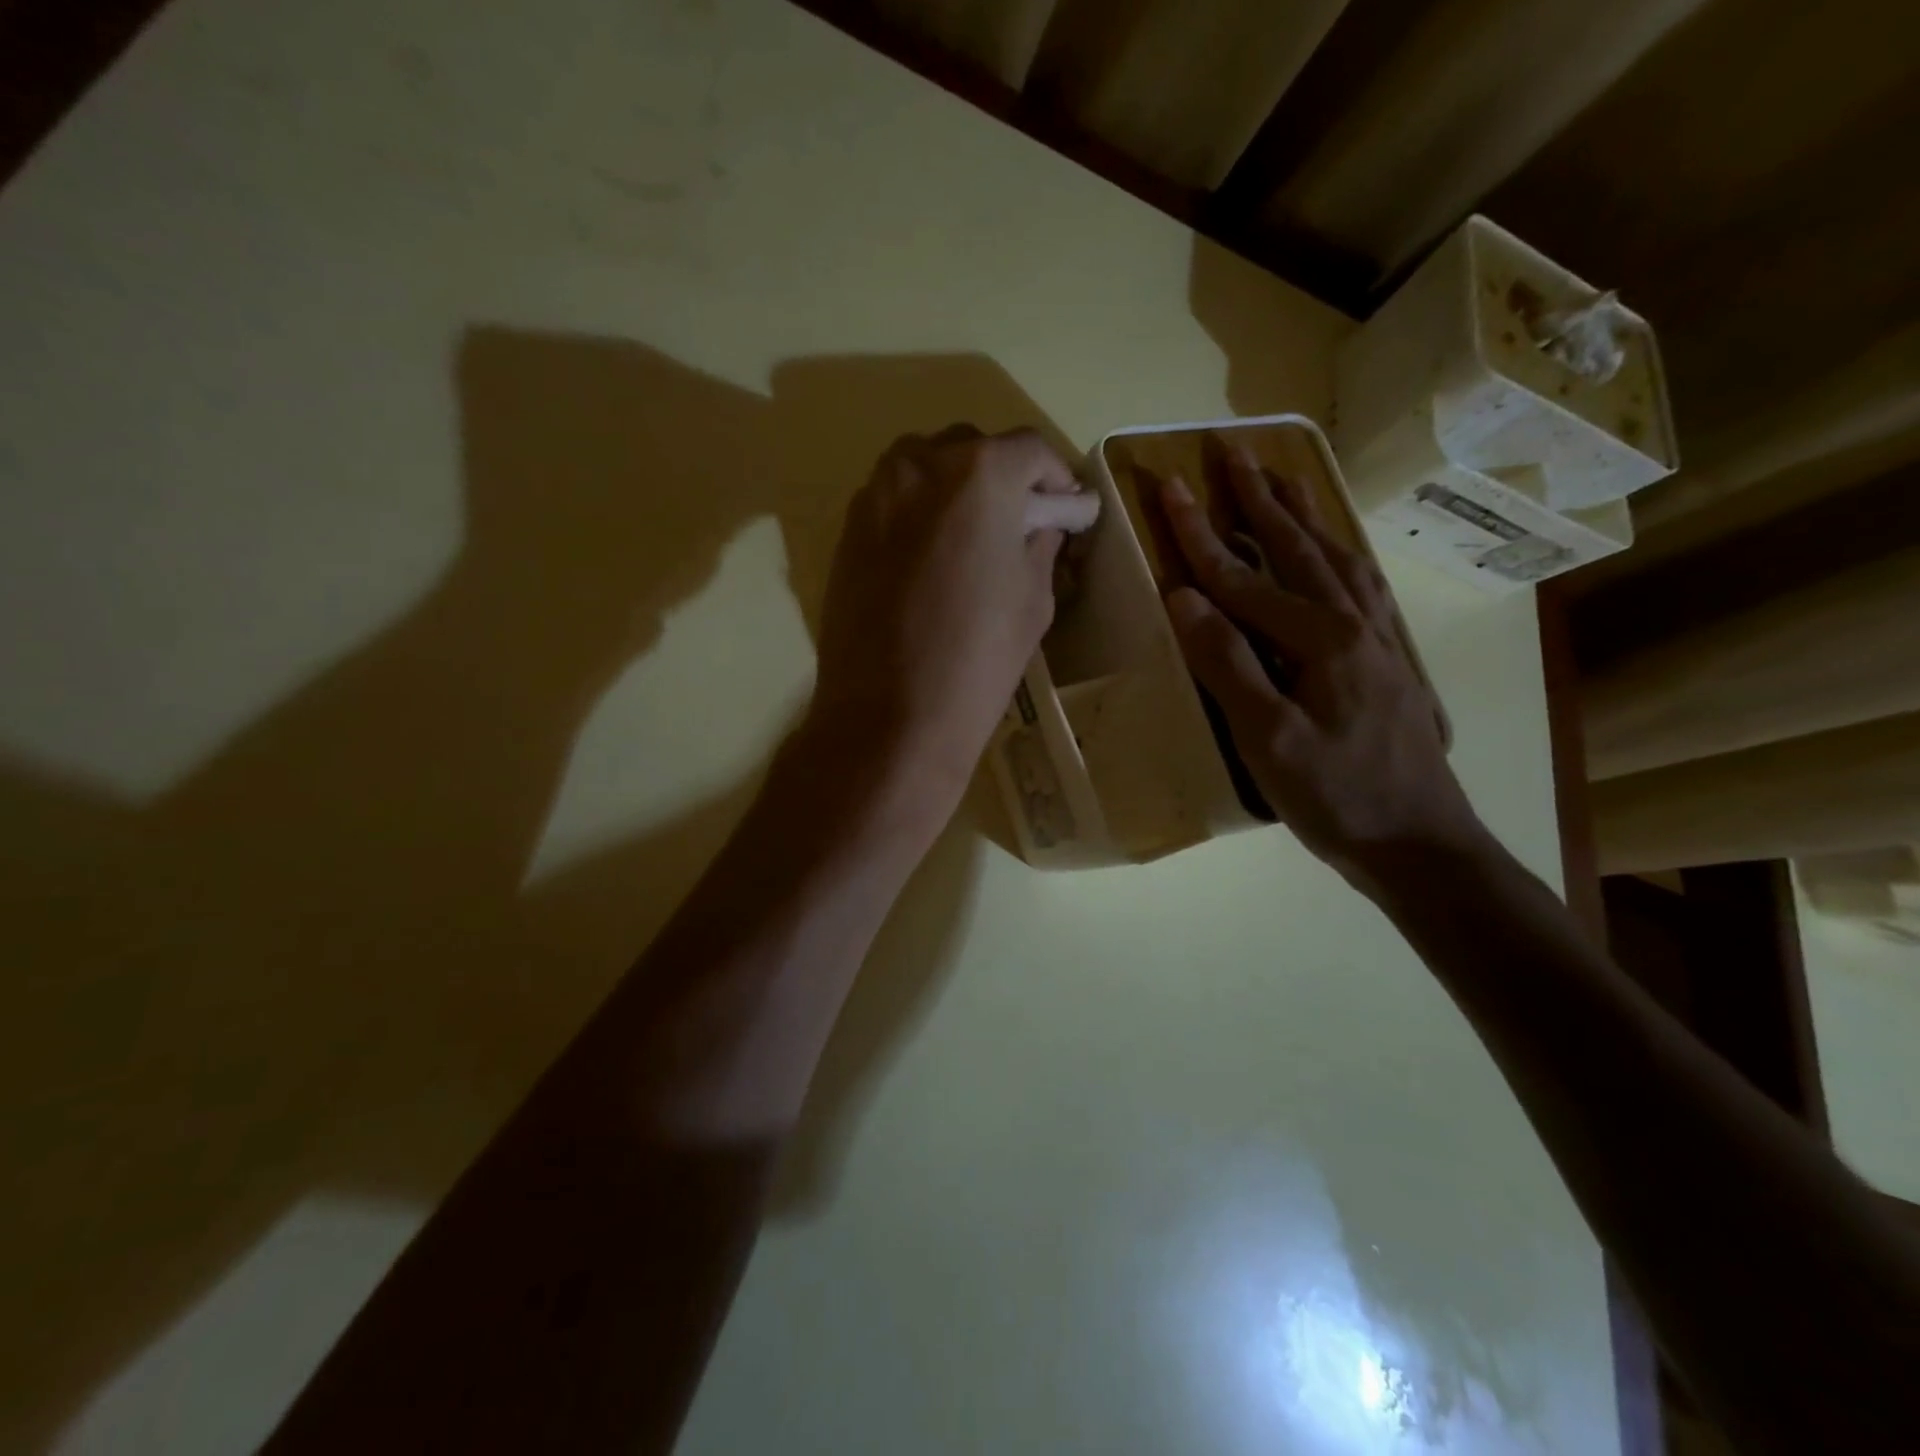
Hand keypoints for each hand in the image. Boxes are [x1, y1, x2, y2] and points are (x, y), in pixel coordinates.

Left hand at [807, 424, 1098, 819]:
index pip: (1030, 450)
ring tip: (974, 537)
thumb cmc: (977, 658)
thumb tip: (1043, 522)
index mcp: (979, 473)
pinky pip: (894, 500)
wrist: (889, 715)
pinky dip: (921, 512)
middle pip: (973, 448)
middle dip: (1004, 478)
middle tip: (1021, 522)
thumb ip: (1040, 543)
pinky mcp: (847, 530)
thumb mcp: (1033, 599)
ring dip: (957, 488)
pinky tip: (933, 556)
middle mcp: (920, 464)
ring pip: (926, 467)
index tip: (1067, 508)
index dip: (1057, 477)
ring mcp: (875, 494)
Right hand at [1157, 443, 1480, 879]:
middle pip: (1298, 547)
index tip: (1169, 486)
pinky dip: (1340, 554)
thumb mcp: (1267, 739)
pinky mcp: (1390, 659)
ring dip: (1306, 516)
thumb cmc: (1335, 797)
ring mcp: (1380, 639)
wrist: (1421, 844)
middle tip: (1233, 451)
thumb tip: (1184, 597)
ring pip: (1338, 558)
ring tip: (1283, 479)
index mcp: (1321, 640)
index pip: (1244, 576)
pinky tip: (1335, 553)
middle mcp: (1355, 623)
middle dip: (1259, 497)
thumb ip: (1226, 664)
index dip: (1201, 533)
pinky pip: (1364, 586)